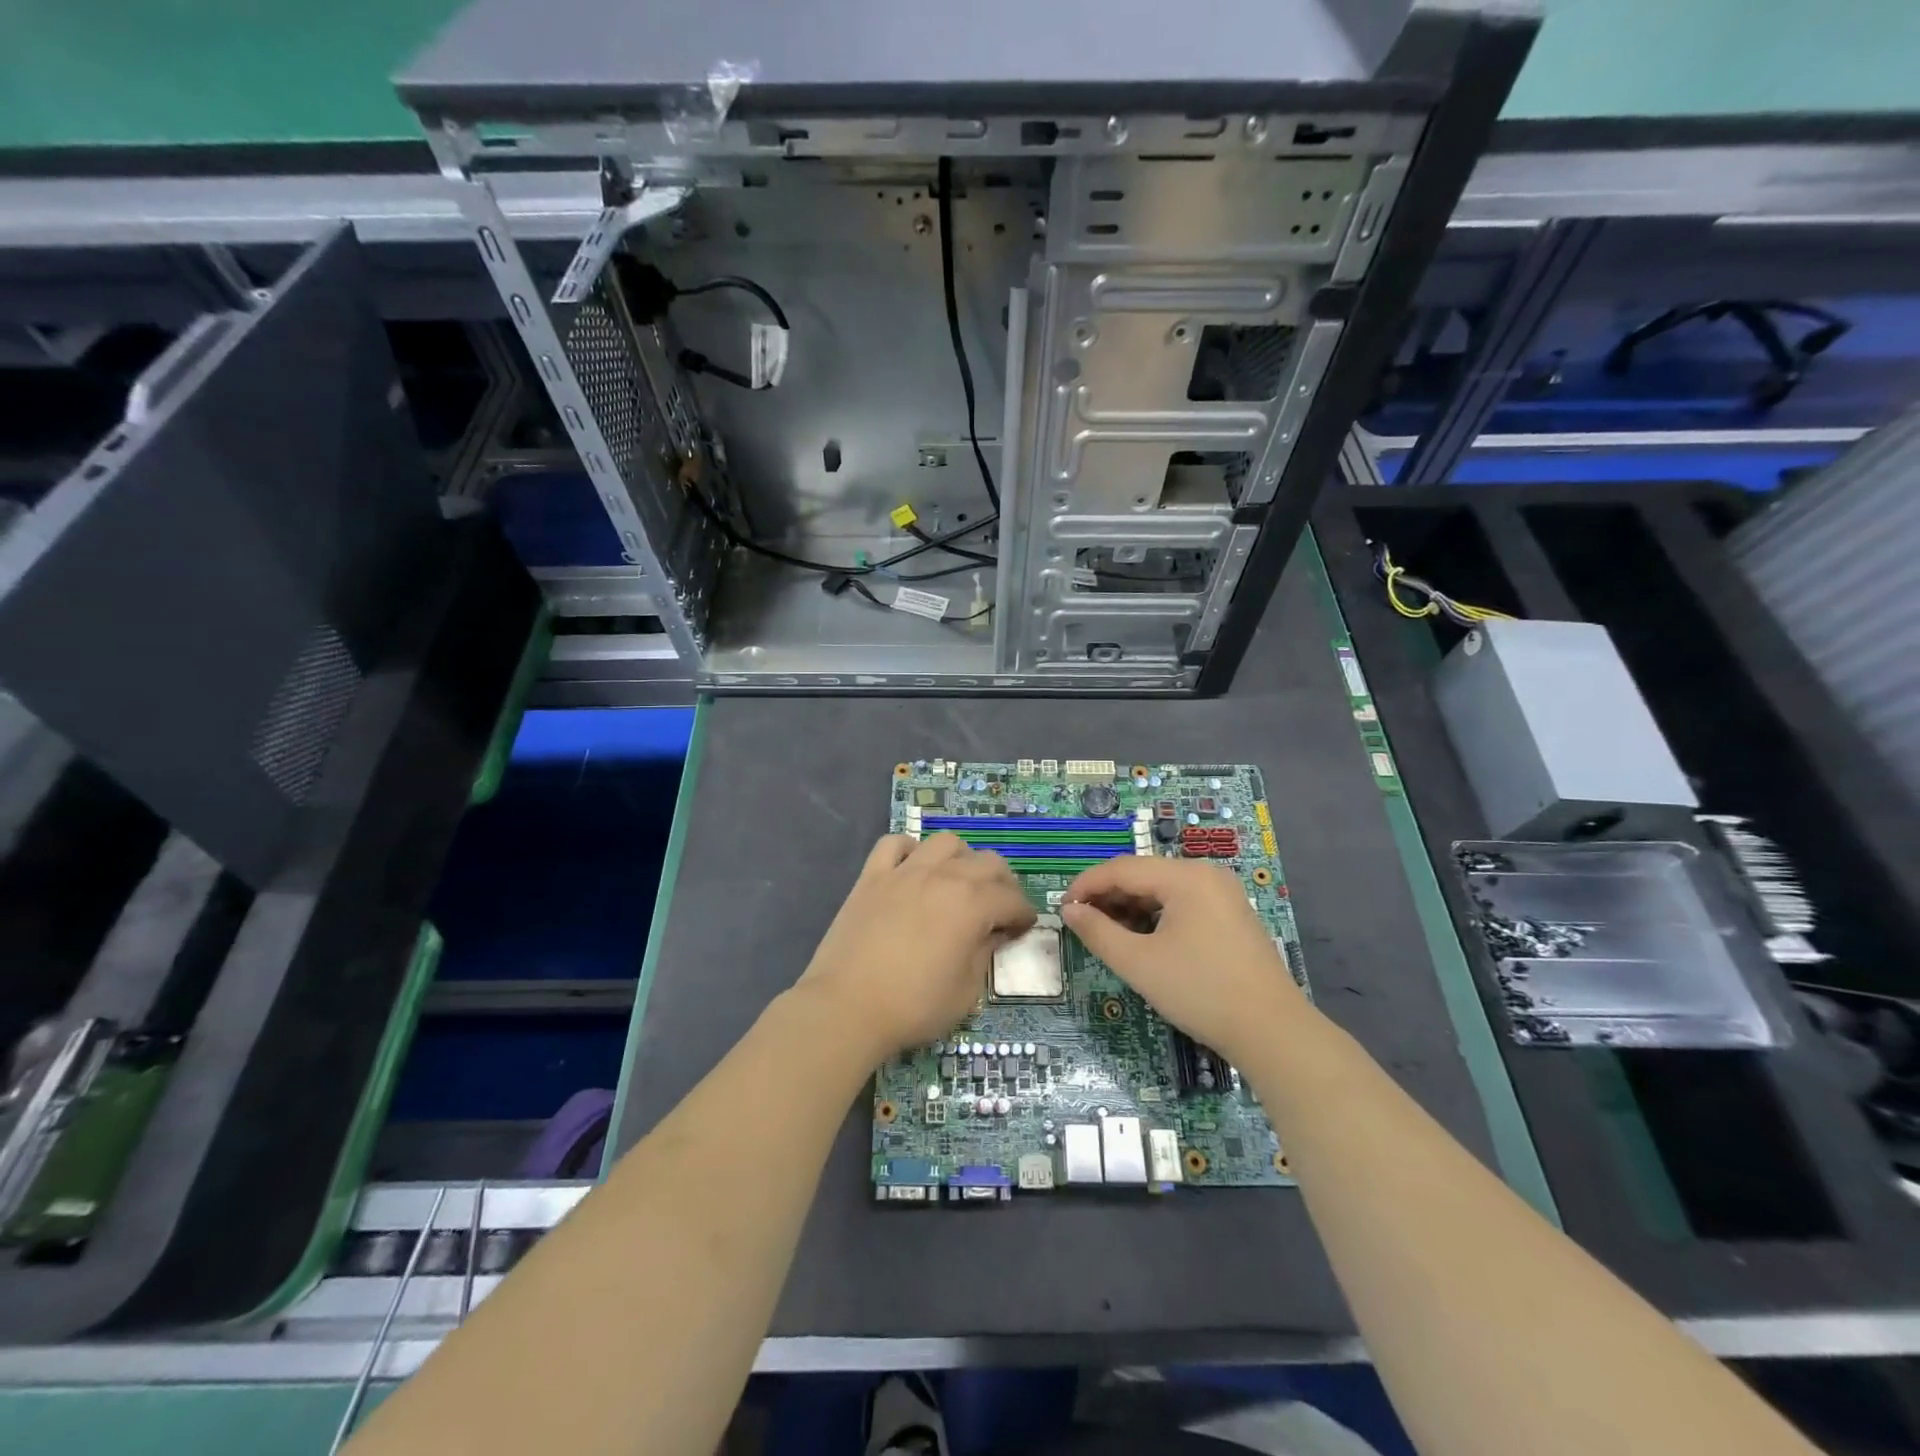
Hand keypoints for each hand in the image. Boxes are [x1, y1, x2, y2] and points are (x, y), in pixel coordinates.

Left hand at [797, 833, 1036, 1060]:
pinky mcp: (872, 876)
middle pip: (987, 862)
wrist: (847, 1007)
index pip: (1012, 898)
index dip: (1023, 914)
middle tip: (997, 909)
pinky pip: (894, 844)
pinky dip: (909, 850)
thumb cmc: (913, 1006)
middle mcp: (942, 876)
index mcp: (972, 904)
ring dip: (961, 859)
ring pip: (945, 842)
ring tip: (958, 883)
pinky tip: (912, 869)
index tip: (1022, 929)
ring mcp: (904, 871)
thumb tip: (992, 934)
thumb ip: (984, 954)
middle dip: (1001, 884)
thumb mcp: (966, 991)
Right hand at [1062, 857, 1305, 1063]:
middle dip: (1108, 896)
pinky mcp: (1231, 916)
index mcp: (1186, 876)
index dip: (1086, 885)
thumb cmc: (1200, 991)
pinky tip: (1142, 939)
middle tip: (1081, 924)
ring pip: (1162, 890)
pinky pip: (1182, 903)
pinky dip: (1156, 916)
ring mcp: (1223, 894)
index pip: (1122, 868)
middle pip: (1143, 875)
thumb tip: (1069, 911)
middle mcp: (1206, 875)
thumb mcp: (1139, 963)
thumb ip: (1098, 932)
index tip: (1062, 909)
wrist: (1272, 1032)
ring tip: (1107, 934)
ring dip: (1130, 907)